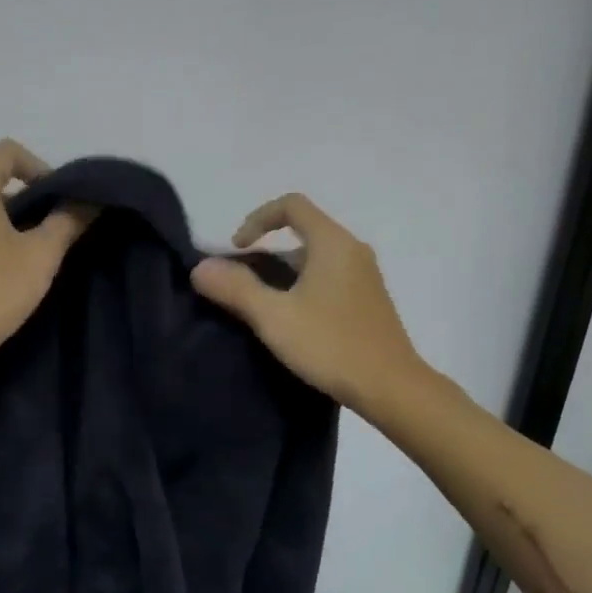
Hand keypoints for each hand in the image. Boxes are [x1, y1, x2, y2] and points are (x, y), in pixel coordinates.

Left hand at [0, 140, 89, 373]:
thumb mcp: (42, 254)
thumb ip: (68, 220)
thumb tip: (90, 200)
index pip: (9, 152)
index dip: (41, 167)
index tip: (61, 200)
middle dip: (30, 194)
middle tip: (58, 224)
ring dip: (13, 217)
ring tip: (39, 247)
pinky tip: (13, 264)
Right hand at [190, 194, 422, 411]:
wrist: (391, 387)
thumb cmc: (331, 345)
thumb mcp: (274, 317)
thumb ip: (236, 289)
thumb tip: (200, 268)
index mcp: (332, 243)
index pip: (292, 205)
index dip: (257, 219)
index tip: (237, 249)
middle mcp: (353, 250)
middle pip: (303, 232)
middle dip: (266, 251)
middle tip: (241, 284)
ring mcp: (365, 276)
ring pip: (315, 259)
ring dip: (283, 273)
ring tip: (260, 307)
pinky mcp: (368, 301)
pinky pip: (328, 278)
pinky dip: (303, 287)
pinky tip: (291, 322)